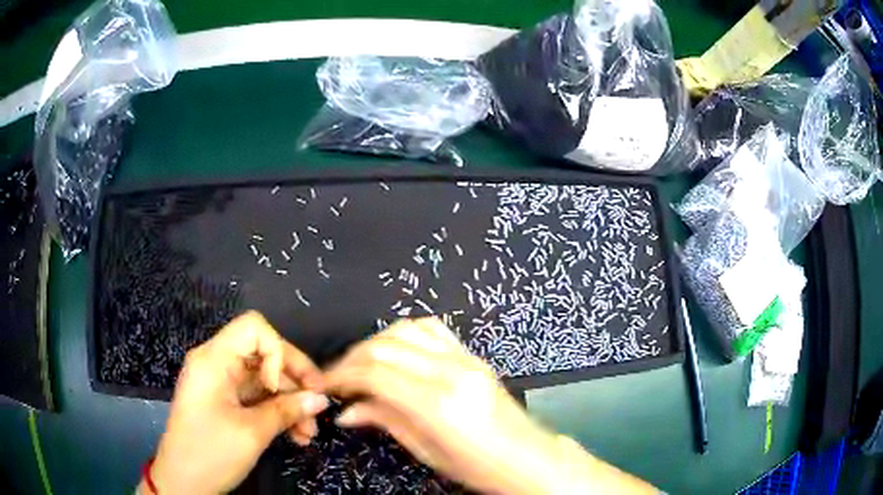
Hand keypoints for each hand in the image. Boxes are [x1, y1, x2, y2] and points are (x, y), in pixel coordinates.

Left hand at [147, 312, 328, 493]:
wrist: (182, 483)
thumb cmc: (211, 453)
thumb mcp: (252, 433)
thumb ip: (287, 411)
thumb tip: (321, 398)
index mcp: (213, 359)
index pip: (254, 329)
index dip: (278, 352)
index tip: (288, 388)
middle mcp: (215, 363)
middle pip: (263, 354)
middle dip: (293, 382)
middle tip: (317, 410)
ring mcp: (219, 384)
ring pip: (263, 379)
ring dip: (289, 402)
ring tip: (308, 433)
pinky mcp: (223, 402)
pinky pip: (255, 397)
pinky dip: (276, 412)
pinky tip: (295, 435)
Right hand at [322, 317, 563, 493]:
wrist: (526, 457)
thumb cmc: (475, 467)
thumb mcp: (425, 450)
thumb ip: (384, 420)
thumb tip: (345, 411)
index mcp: (437, 404)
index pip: (375, 374)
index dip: (342, 375)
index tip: (325, 384)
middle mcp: (450, 372)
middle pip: (384, 348)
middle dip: (351, 359)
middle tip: (336, 377)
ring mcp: (465, 358)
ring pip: (405, 330)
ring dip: (374, 343)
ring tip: (360, 364)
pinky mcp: (472, 355)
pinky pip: (432, 328)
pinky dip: (404, 333)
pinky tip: (393, 349)